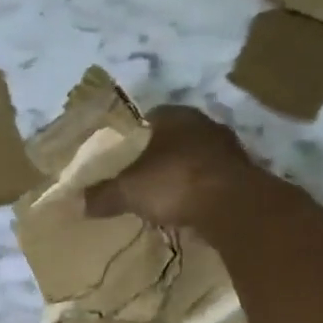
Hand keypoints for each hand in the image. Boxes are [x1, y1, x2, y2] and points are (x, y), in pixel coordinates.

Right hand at [84, 105, 258, 229]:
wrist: (232, 206)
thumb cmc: (173, 182)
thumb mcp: (127, 190)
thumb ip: (103, 194)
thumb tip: (80, 203)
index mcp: (174, 115)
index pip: (147, 118)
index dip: (131, 137)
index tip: (119, 157)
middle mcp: (203, 124)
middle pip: (172, 138)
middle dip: (156, 155)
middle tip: (137, 176)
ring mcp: (227, 148)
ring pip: (193, 157)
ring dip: (179, 173)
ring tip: (160, 195)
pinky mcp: (243, 174)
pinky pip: (210, 178)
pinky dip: (197, 190)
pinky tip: (185, 207)